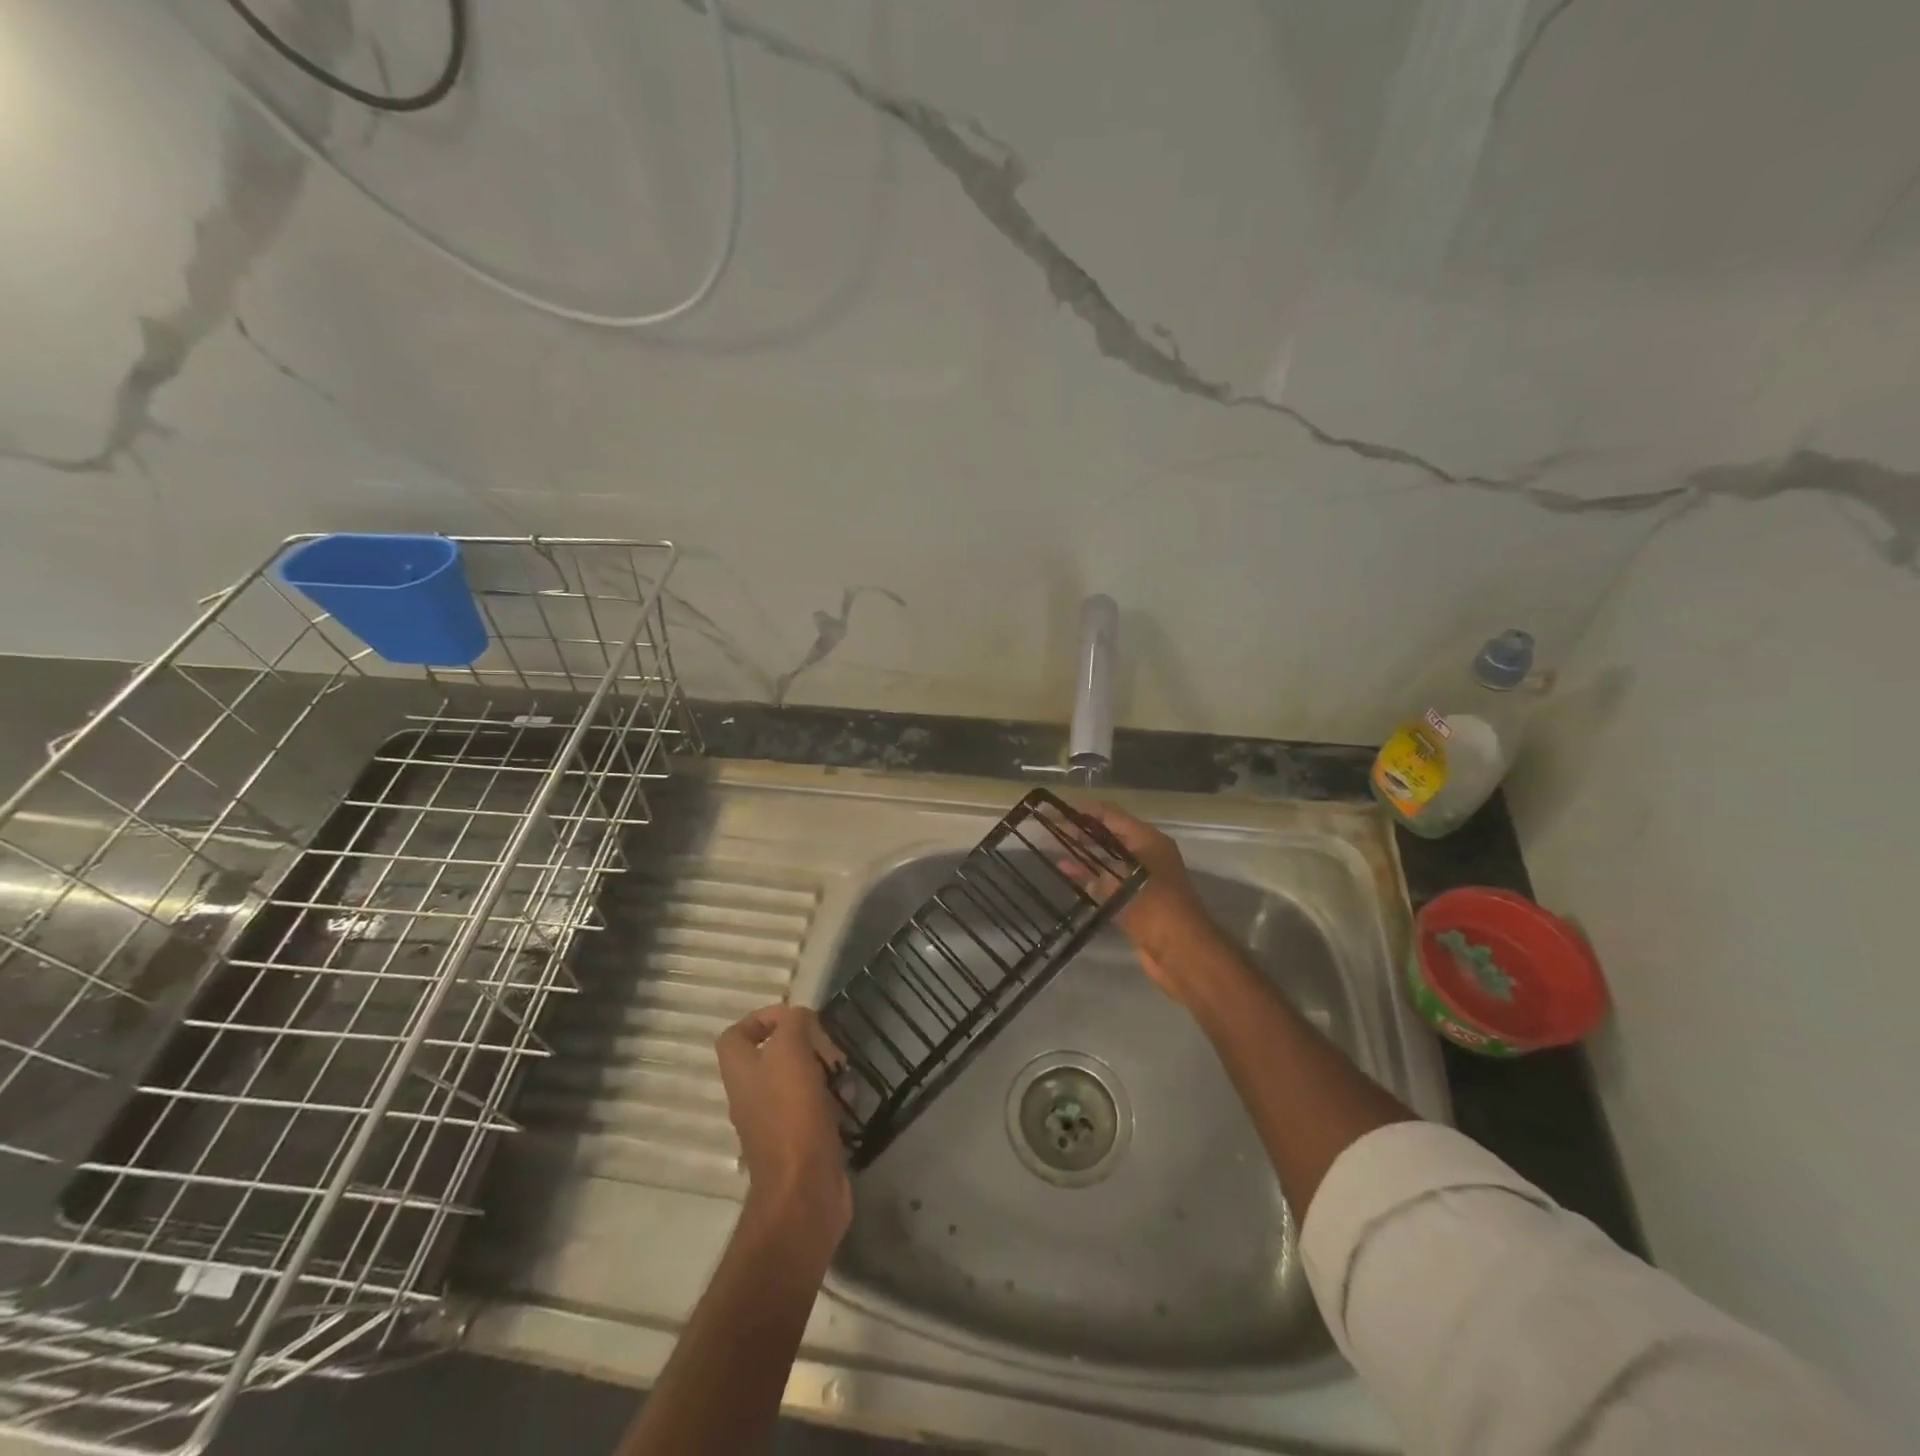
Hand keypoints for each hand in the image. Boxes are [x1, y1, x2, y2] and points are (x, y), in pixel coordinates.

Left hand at [714, 1005, 851, 1243]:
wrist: (804, 1191)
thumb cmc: (792, 1114)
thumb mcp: (790, 1051)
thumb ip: (794, 1023)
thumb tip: (801, 1019)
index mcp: (741, 1071)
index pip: (736, 1034)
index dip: (763, 1018)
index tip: (797, 1019)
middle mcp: (752, 1094)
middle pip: (774, 1054)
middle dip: (806, 1044)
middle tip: (829, 1049)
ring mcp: (775, 1120)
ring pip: (798, 1079)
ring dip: (824, 1069)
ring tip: (843, 1073)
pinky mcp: (800, 1140)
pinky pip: (814, 1106)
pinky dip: (833, 1098)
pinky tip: (850, 1100)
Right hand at [1060, 804, 1238, 1007]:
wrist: (1182, 953)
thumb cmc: (1155, 909)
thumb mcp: (1121, 883)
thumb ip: (1094, 870)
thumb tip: (1070, 863)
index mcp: (1149, 841)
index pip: (1112, 816)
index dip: (1085, 811)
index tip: (1058, 810)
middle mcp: (1146, 854)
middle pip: (1110, 835)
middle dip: (1082, 832)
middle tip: (1052, 831)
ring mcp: (1142, 878)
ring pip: (1108, 859)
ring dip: (1085, 855)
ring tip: (1055, 851)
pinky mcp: (1136, 900)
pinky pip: (1109, 881)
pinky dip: (1091, 877)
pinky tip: (1068, 876)